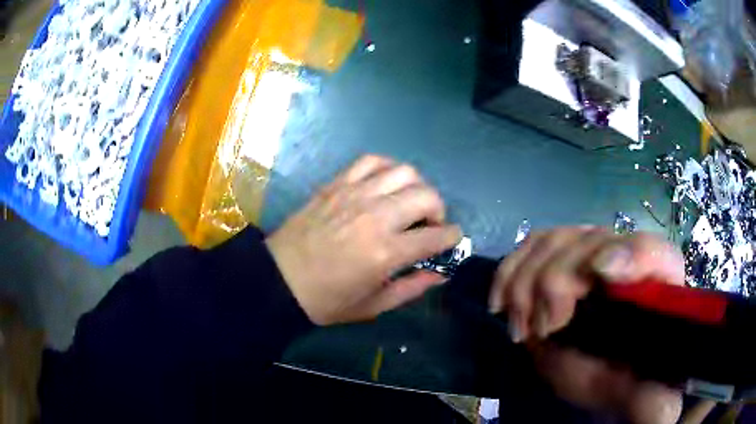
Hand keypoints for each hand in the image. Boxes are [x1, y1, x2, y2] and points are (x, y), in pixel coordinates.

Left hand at [266, 155, 461, 325]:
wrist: (278, 279)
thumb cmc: (325, 300)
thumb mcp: (373, 306)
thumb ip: (412, 288)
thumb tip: (440, 274)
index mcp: (386, 253)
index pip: (436, 236)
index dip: (452, 237)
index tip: (451, 239)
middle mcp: (375, 217)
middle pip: (427, 196)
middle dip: (439, 210)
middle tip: (429, 224)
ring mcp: (354, 195)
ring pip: (404, 172)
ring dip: (417, 186)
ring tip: (409, 202)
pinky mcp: (336, 184)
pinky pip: (371, 161)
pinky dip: (387, 167)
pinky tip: (386, 182)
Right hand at [489, 227, 683, 423]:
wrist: (606, 365)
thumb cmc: (625, 378)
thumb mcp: (638, 395)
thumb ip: (653, 401)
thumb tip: (663, 414)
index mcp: (659, 284)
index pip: (651, 252)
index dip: (628, 255)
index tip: (602, 274)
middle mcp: (627, 255)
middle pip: (590, 242)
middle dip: (557, 284)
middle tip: (545, 329)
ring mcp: (592, 250)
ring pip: (556, 239)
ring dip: (528, 282)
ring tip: (524, 324)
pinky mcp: (562, 255)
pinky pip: (532, 243)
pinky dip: (511, 269)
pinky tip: (502, 302)